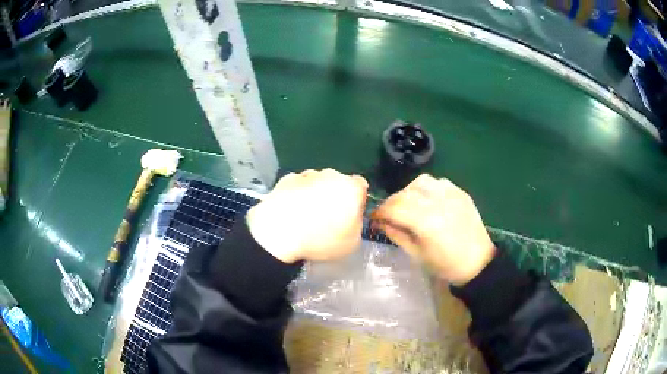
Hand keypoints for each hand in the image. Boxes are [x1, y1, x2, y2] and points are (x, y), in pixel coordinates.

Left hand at [246, 169, 367, 262]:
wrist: (279, 232)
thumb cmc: (320, 239)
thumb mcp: (352, 243)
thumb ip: (357, 225)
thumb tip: (351, 218)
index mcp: (351, 188)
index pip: (361, 186)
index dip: (357, 199)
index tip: (350, 214)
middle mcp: (331, 175)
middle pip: (337, 183)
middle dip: (335, 196)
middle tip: (327, 218)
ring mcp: (307, 175)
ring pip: (316, 182)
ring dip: (315, 194)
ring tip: (305, 216)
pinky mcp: (286, 179)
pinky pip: (297, 186)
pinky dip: (296, 195)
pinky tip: (290, 211)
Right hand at [371, 174, 495, 285]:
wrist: (478, 263)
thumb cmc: (445, 265)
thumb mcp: (417, 255)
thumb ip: (396, 235)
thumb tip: (380, 222)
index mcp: (426, 222)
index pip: (394, 207)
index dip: (380, 212)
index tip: (374, 218)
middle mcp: (438, 202)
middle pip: (405, 193)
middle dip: (392, 202)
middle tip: (389, 214)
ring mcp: (451, 195)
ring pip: (421, 182)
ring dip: (409, 191)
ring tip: (409, 205)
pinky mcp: (461, 193)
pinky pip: (439, 182)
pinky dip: (428, 188)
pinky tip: (428, 201)